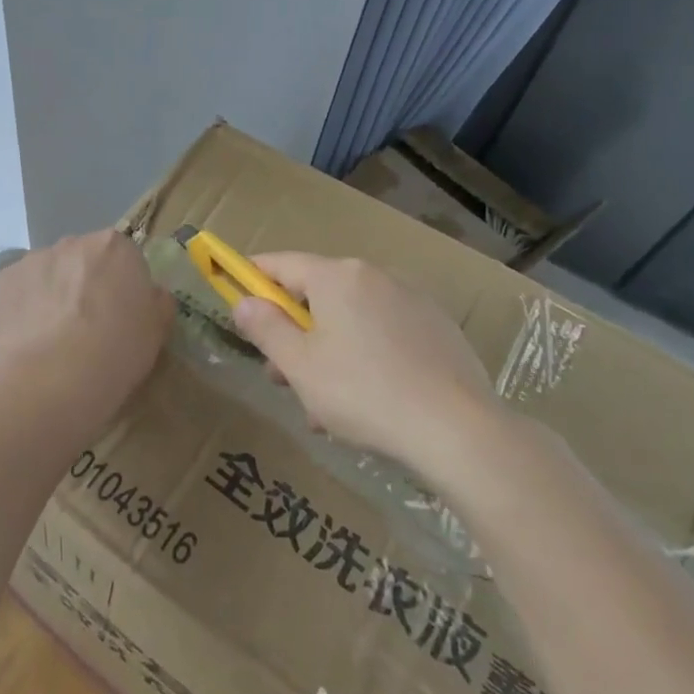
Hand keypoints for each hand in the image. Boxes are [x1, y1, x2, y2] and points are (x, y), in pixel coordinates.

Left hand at [0, 231, 172, 424]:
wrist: (52, 381)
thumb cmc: (115, 354)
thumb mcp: (156, 332)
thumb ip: (157, 303)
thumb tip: (150, 295)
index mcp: (115, 247)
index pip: (123, 259)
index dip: (122, 287)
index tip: (120, 316)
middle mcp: (73, 242)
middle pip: (84, 260)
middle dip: (86, 284)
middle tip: (88, 327)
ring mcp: (34, 259)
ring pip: (49, 273)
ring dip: (53, 293)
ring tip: (54, 338)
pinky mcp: (3, 280)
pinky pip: (20, 289)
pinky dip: (25, 307)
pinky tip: (29, 339)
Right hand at [231, 253, 502, 475]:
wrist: (459, 430)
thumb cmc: (363, 393)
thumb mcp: (300, 366)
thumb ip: (266, 328)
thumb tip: (244, 302)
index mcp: (337, 277)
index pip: (281, 263)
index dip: (252, 276)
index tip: (234, 291)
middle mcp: (374, 276)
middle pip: (318, 295)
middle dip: (293, 331)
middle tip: (279, 374)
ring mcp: (411, 300)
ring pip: (351, 319)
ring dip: (328, 351)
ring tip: (322, 406)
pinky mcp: (438, 329)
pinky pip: (384, 334)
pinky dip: (365, 356)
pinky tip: (366, 403)